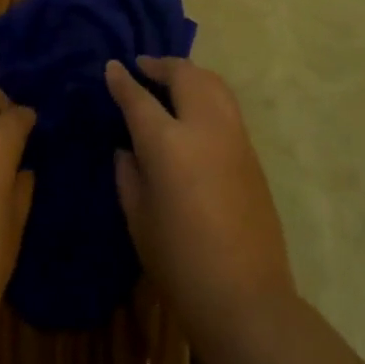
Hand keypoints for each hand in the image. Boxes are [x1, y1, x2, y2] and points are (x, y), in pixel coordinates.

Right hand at [107, 57, 295, 343]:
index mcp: (168, 144)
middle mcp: (204, 128)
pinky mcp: (252, 153)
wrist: (245, 298)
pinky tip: (193, 109)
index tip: (112, 66)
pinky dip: (207, 93)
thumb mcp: (138, 218)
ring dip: (189, 74)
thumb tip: (127, 148)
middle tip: (142, 66)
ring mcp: (234, 137)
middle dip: (161, 65)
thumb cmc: (179, 263)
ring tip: (170, 80)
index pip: (139, 98)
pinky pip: (226, 105)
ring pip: (213, 83)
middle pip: (184, 76)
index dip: (122, 80)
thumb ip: (129, 173)